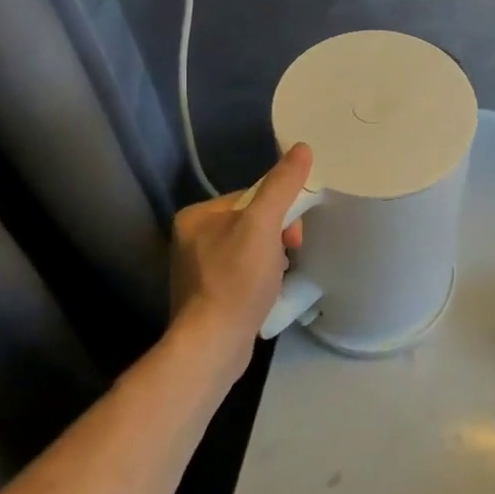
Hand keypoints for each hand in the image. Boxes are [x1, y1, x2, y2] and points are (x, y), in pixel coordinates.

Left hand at [168, 144, 313, 376]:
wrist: (213, 346)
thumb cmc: (236, 280)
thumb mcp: (264, 225)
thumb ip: (282, 185)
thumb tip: (302, 148)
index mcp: (197, 215)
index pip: (252, 197)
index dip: (280, 210)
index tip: (293, 234)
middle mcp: (192, 238)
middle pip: (253, 221)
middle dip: (277, 236)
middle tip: (290, 254)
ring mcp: (198, 269)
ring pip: (251, 247)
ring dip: (272, 257)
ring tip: (278, 276)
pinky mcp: (208, 295)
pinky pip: (243, 272)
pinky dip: (261, 277)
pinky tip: (267, 291)